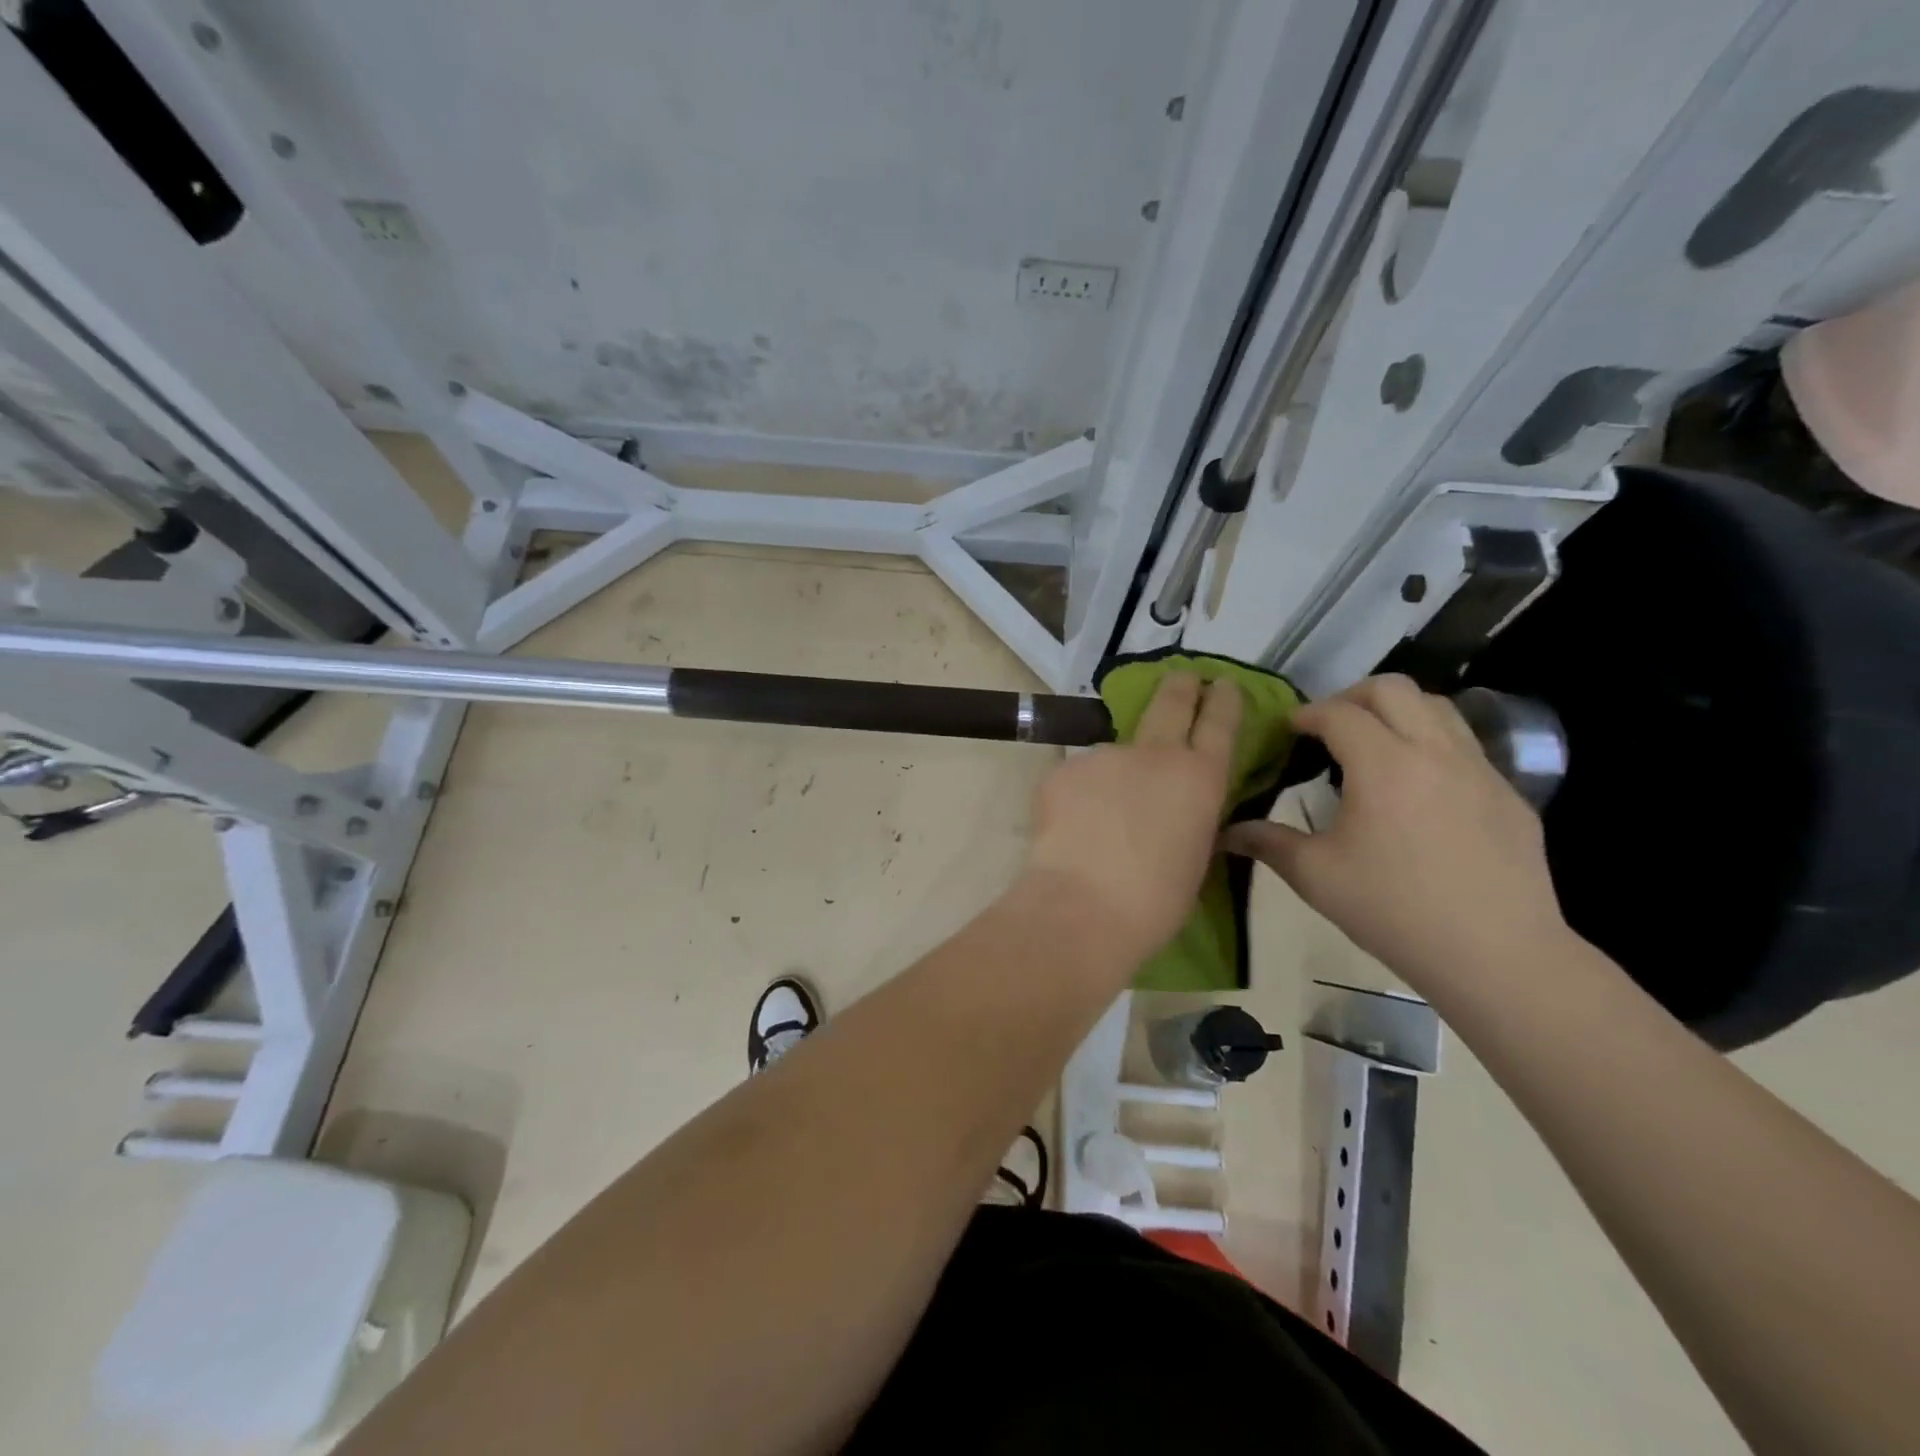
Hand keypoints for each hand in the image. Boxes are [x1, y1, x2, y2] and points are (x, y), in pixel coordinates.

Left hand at [1023, 673, 1240, 963]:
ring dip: (1112, 776)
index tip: (1221, 683)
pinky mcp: (1062, 770)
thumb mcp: (1194, 856)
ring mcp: (1104, 756)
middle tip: (1181, 678)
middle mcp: (1154, 754)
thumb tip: (1174, 808)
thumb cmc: (1155, 901)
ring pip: (1113, 755)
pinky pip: (1076, 780)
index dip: (1222, 699)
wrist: (1083, 908)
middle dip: (1179, 686)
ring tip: (1099, 820)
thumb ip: (1188, 817)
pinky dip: (1076, 799)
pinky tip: (1071, 831)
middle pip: (1170, 702)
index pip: (1219, 722)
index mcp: (1199, 778)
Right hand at [1222, 675, 1565, 988]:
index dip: (1306, 714)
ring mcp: (1481, 770)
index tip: (1287, 730)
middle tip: (1329, 728)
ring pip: (1438, 707)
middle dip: (1351, 696)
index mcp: (1383, 766)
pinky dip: (1432, 745)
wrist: (1496, 955)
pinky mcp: (1509, 794)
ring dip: (1397, 712)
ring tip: (1375, 745)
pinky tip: (1419, 789)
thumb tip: (1227, 830)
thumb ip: (1268, 842)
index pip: (1338, 713)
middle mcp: (1434, 752)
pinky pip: (1466, 746)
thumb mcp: (1316, 876)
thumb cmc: (1393, 910)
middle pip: (1393, 688)